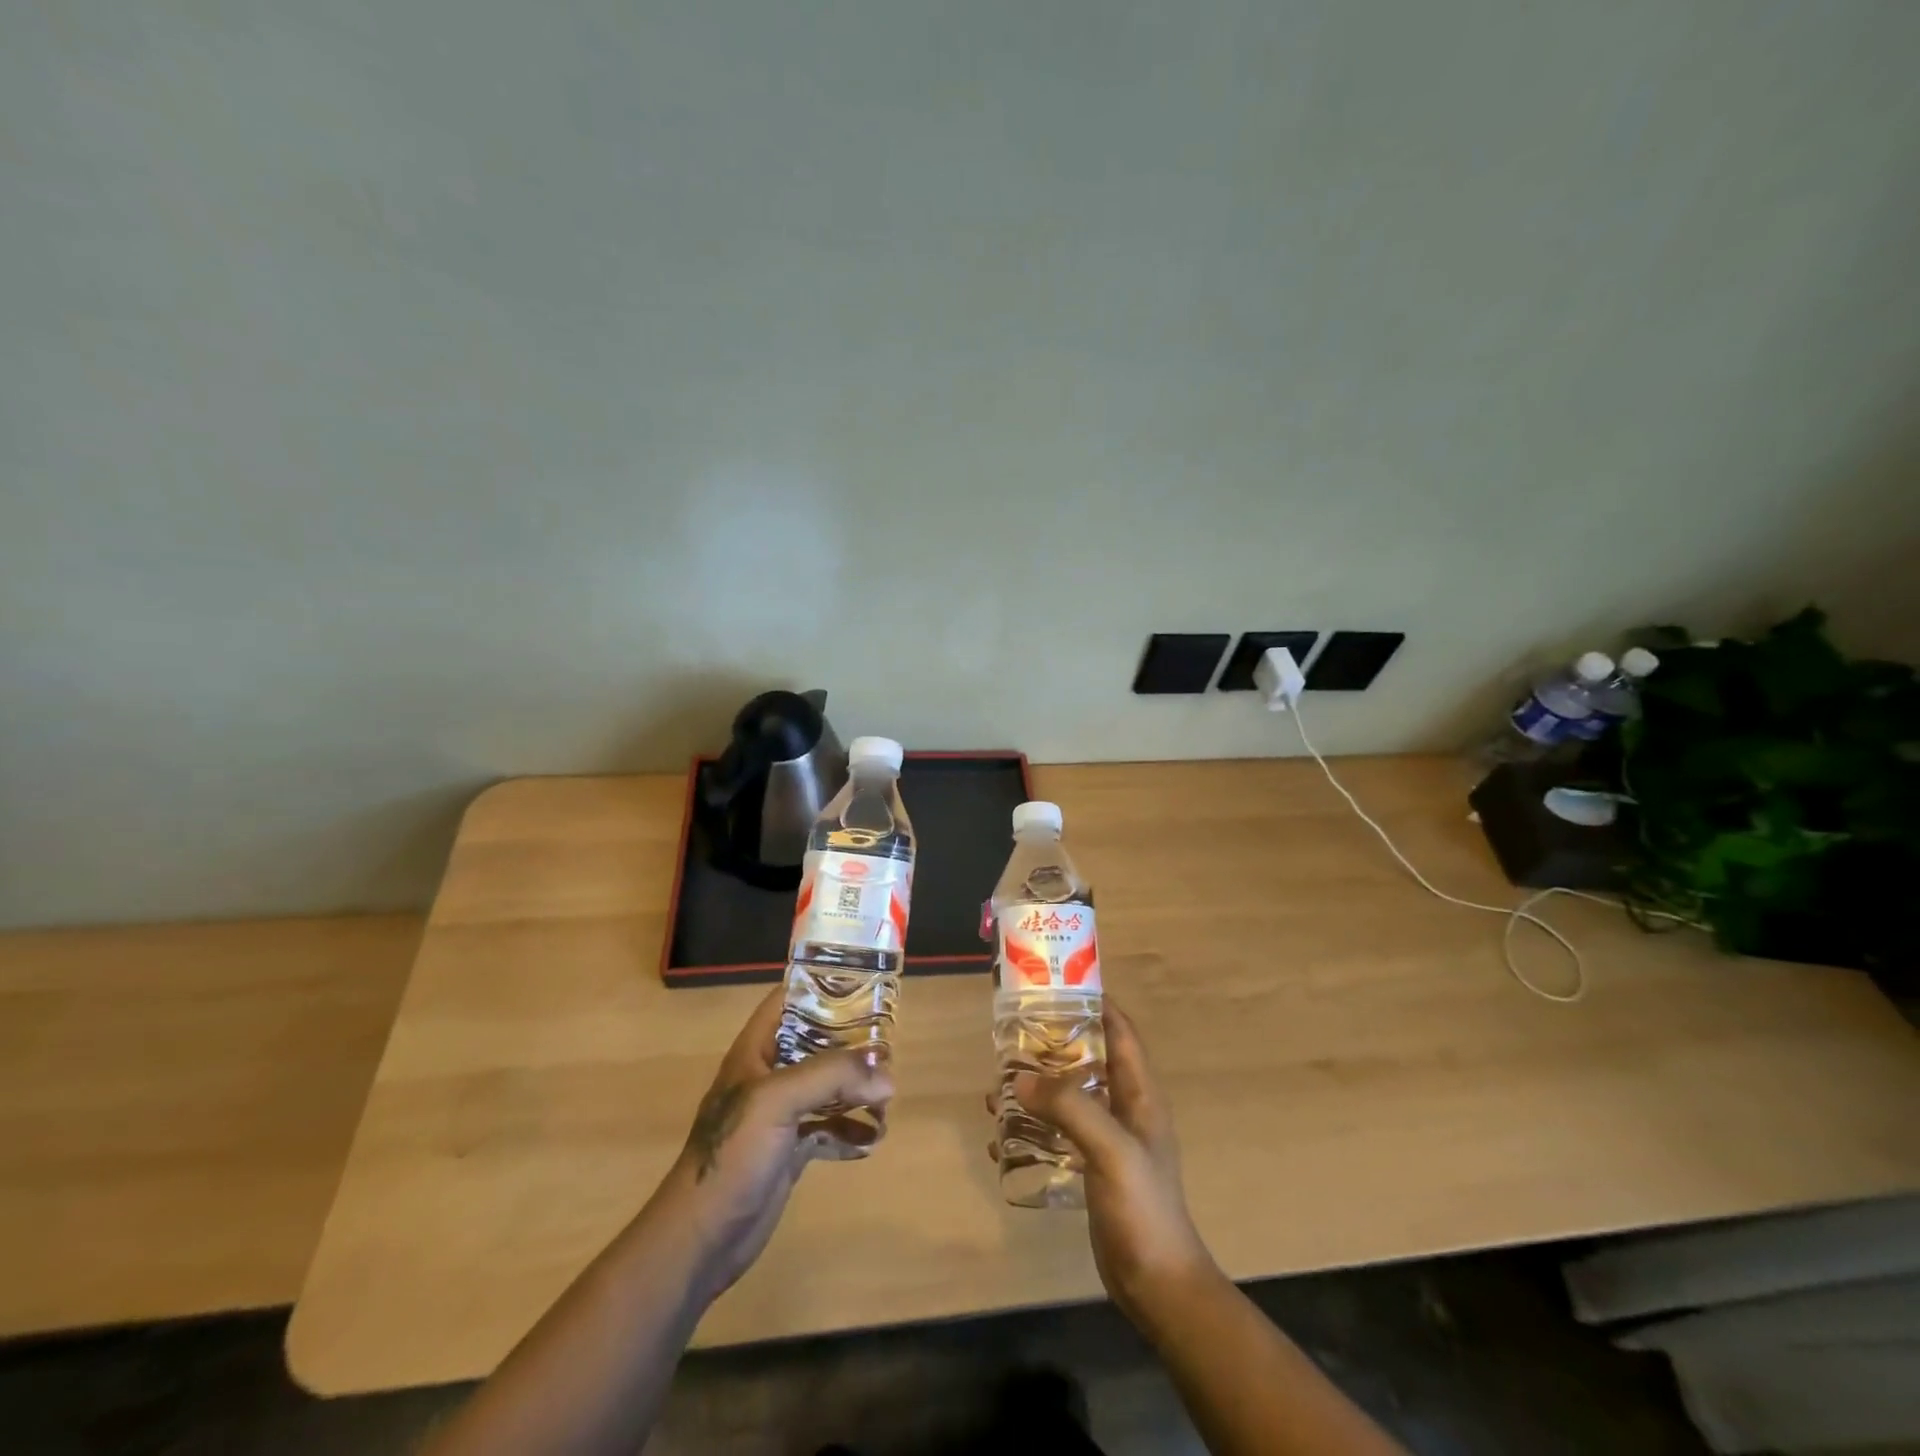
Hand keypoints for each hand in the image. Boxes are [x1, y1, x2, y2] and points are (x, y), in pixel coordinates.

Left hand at [655, 989, 892, 1298]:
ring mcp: (779, 1114)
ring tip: (888, 1096)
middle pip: (816, 1042)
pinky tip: (873, 1139)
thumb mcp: (778, 1100)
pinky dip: (852, 1130)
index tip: (865, 984)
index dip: (822, 986)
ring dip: (857, 1089)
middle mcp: (769, 1075)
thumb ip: (831, 1076)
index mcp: (756, 1050)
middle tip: (890, 1046)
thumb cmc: (733, 1153)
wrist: (702, 1238)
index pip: (789, 999)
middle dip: (852, 1043)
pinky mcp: (789, 1150)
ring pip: (827, 1086)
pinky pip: (829, 1129)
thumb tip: (887, 1076)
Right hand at [993, 1001, 1215, 1325]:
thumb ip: (1069, 1108)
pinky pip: (1058, 1133)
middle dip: (1052, 1044)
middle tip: (1012, 1035)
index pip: (1120, 1032)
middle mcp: (1125, 1108)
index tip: (1057, 986)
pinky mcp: (1092, 1167)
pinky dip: (1032, 1128)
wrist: (1157, 1284)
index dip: (1095, 1004)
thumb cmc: (1143, 1208)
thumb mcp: (1111, 1149)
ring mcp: (1108, 1139)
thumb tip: (1019, 1078)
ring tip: (997, 1085)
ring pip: (1069, 1096)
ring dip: (1036, 1087)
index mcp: (1140, 1093)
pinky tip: (1001, 1138)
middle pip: (1088, 1059)